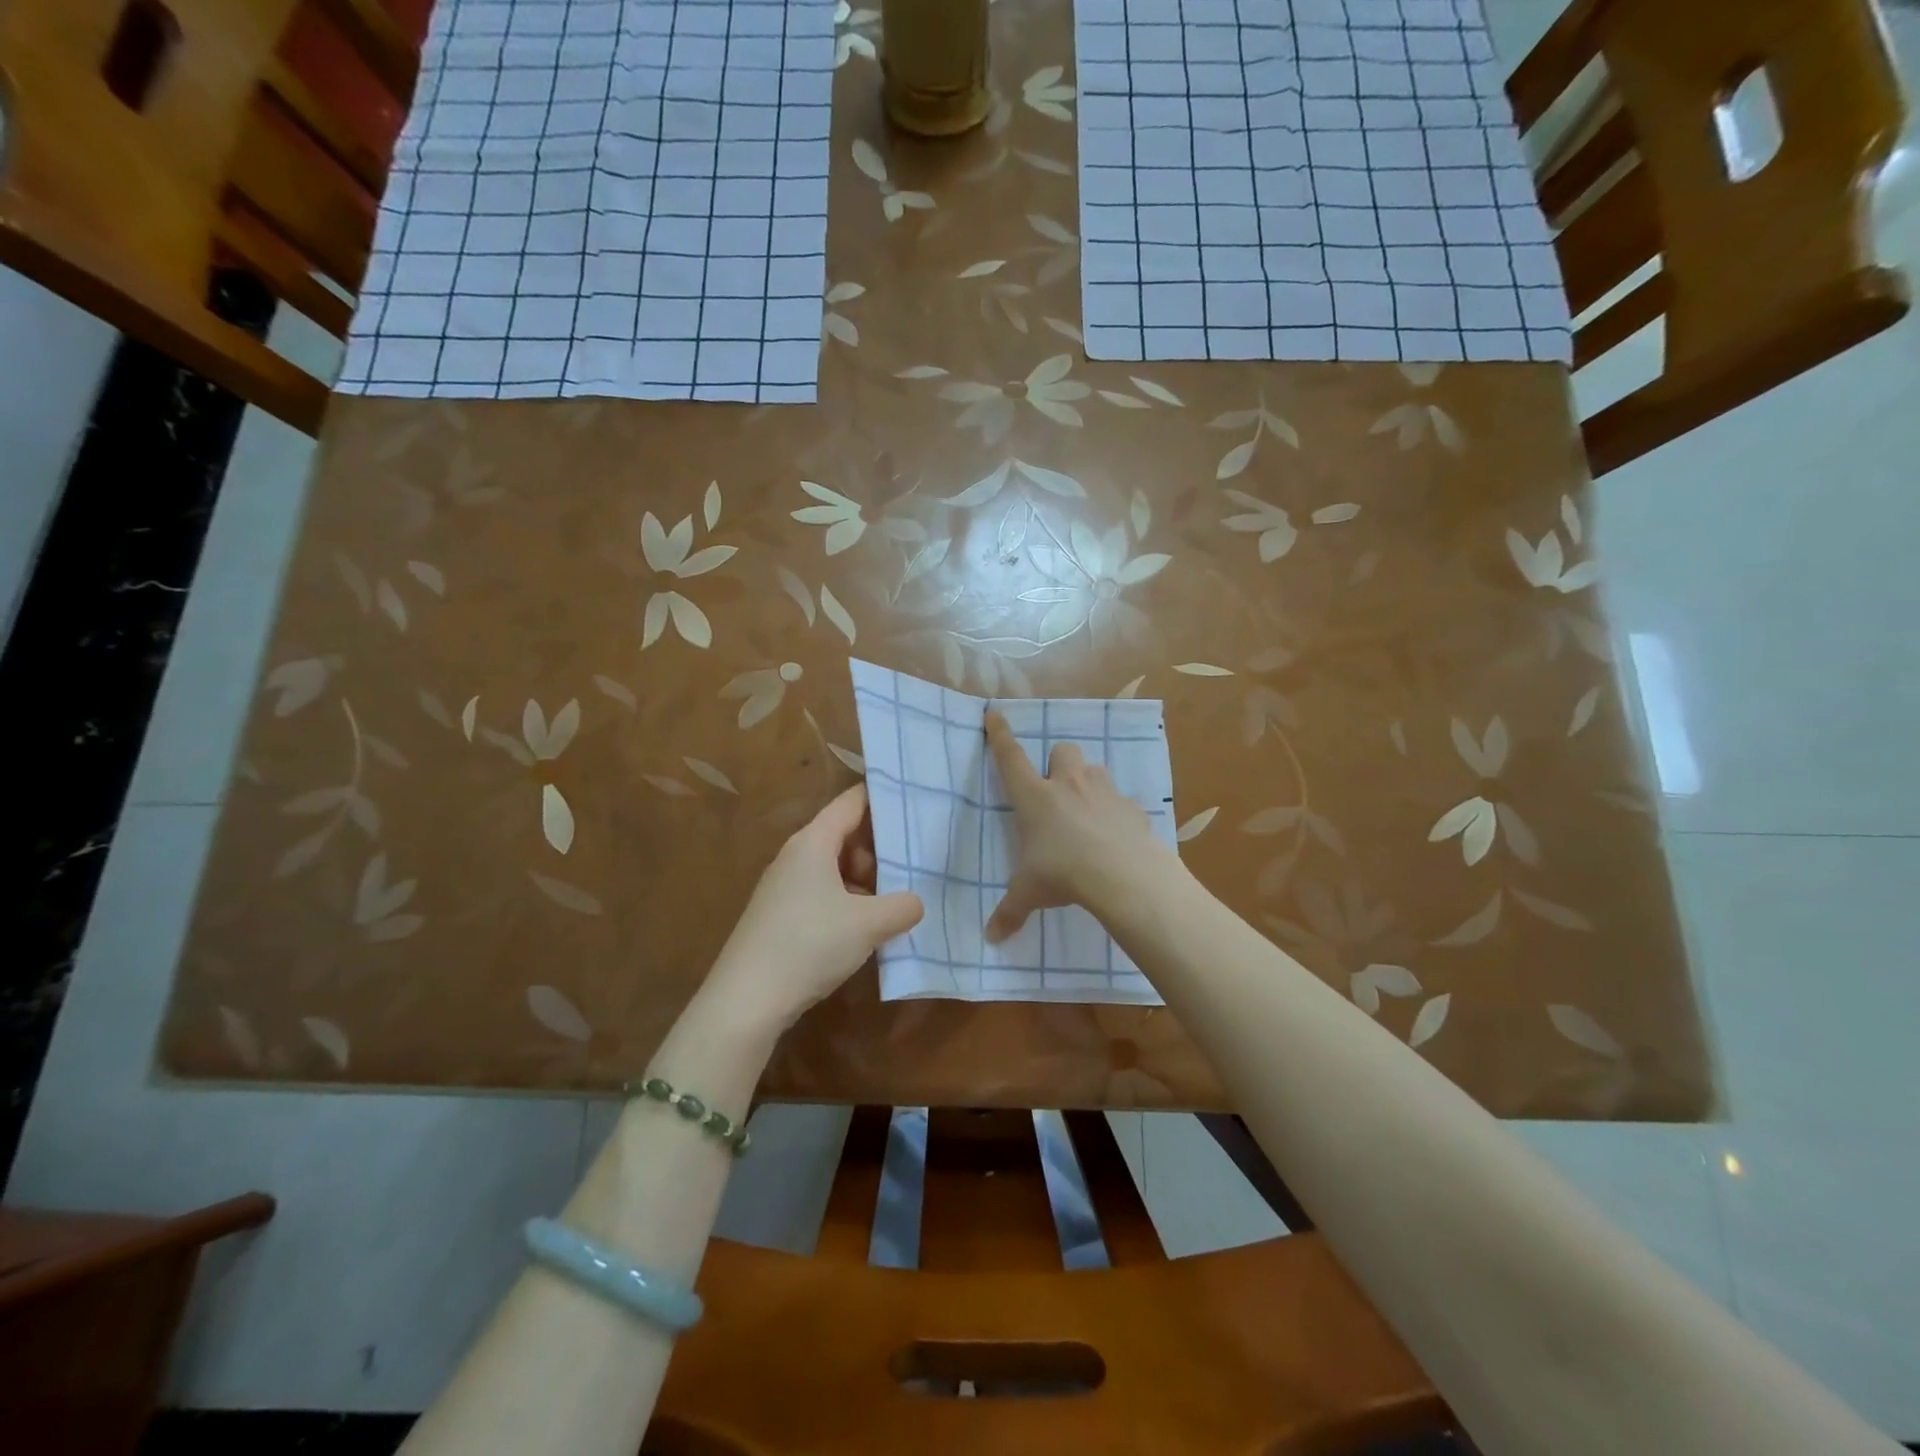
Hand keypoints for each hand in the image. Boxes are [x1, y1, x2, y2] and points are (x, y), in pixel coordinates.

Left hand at [704, 785, 923, 1032]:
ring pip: (834, 868)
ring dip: (864, 882)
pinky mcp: (779, 915)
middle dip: (878, 851)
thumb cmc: (810, 944)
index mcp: (813, 842)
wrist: (747, 999)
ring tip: (890, 908)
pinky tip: (862, 932)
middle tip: (909, 871)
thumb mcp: (869, 924)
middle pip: (844, 836)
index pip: (852, 802)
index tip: (915, 798)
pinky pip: (821, 893)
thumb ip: (902, 906)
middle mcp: (795, 856)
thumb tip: (915, 902)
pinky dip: (846, 902)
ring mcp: (783, 887)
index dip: (882, 797)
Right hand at [984, 709, 1179, 942]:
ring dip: (1087, 783)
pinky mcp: (1131, 806)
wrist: (1122, 875)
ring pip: (1093, 769)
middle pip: (1062, 750)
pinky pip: (1121, 800)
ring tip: (1087, 813)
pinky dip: (1116, 812)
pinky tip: (1115, 836)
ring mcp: (1103, 791)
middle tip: (1056, 790)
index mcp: (1035, 797)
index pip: (1011, 758)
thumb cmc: (1064, 874)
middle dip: (1058, 763)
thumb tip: (991, 938)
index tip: (995, 712)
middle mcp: (1068, 784)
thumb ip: (1010, 912)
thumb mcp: (1030, 893)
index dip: (1000, 734)